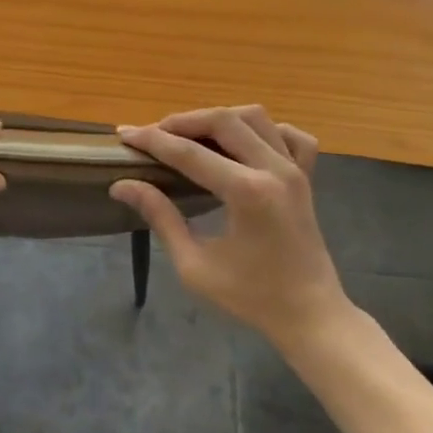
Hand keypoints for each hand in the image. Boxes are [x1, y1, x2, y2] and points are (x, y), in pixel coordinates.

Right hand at [111, 107, 346, 351]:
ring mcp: (296, 169)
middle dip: (182, 121)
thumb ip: (160, 218)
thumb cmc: (251, 297)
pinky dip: (265, 129)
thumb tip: (122, 185)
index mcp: (247, 194)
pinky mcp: (307, 176)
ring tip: (190, 134)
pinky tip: (245, 142)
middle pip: (223, 121)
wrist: (310, 316)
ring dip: (218, 118)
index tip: (124, 134)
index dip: (152, 140)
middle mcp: (274, 170)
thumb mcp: (195, 266)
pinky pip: (291, 135)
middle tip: (153, 134)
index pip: (189, 153)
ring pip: (254, 117)